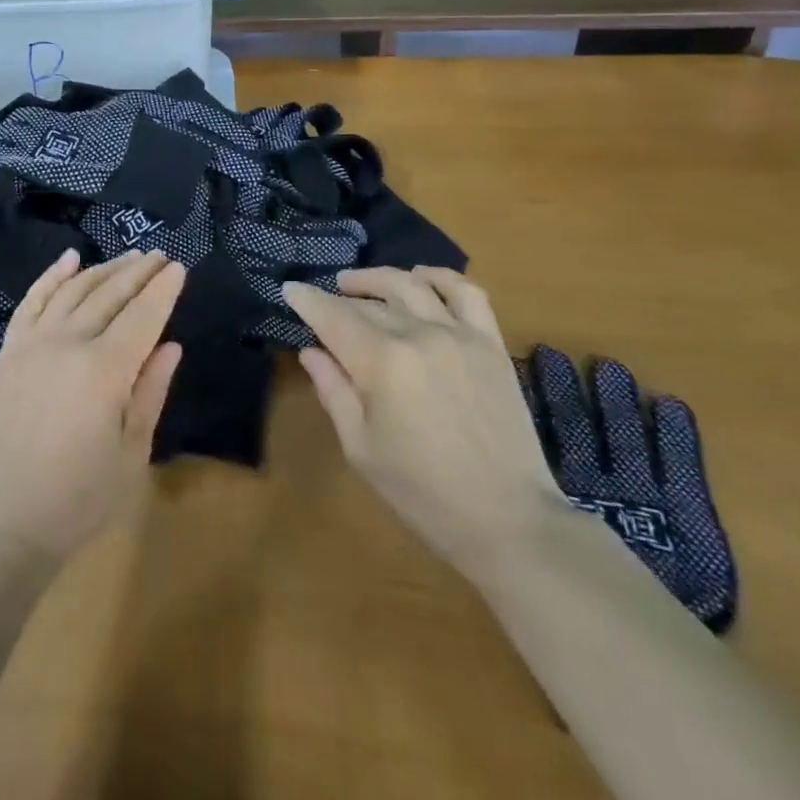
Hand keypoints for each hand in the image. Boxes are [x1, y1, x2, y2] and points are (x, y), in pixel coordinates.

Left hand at [0, 249, 184, 556]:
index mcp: (105, 370)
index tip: (179, 267)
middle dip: (138, 272)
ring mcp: (33, 343)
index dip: (163, 290)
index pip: (143, 316)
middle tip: (159, 256)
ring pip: (74, 290)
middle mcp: (68, 343)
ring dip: (104, 269)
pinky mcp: (9, 351)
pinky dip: (52, 276)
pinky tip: (70, 259)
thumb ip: (151, 392)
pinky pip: (32, 301)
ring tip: (128, 257)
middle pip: (110, 294)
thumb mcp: (131, 453)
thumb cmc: (79, 499)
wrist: (3, 523)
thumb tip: (171, 345)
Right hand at [283, 267, 564, 580]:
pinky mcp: (490, 343)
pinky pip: (465, 292)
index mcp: (381, 363)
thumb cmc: (424, 494)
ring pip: (410, 285)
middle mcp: (418, 335)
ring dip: (377, 278)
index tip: (289, 289)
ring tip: (357, 283)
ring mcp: (459, 334)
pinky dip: (439, 277)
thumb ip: (333, 391)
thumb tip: (311, 350)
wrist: (510, 522)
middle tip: (322, 303)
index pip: (333, 316)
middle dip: (338, 298)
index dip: (307, 300)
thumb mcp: (361, 449)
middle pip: (368, 302)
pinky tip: (421, 279)